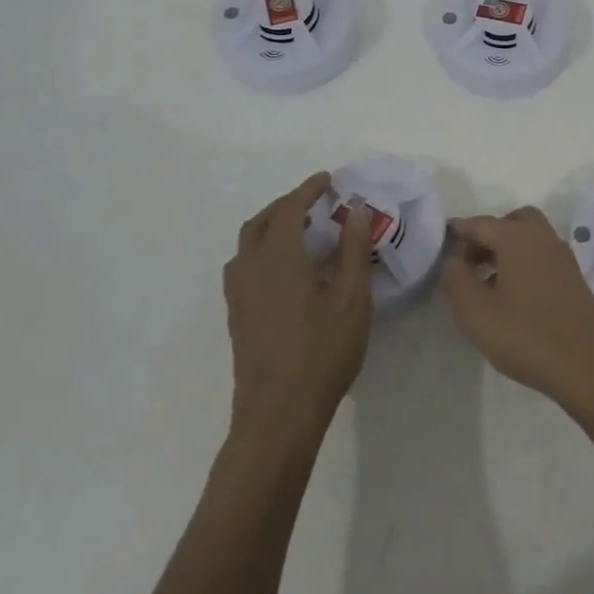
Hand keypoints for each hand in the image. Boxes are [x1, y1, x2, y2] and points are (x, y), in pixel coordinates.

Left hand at [223, 172, 373, 450]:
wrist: (278, 413)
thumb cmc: (322, 351)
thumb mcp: (351, 298)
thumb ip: (353, 250)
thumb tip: (356, 210)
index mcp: (279, 258)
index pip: (290, 209)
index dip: (308, 190)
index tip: (328, 180)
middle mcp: (251, 268)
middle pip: (262, 222)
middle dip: (287, 205)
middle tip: (315, 203)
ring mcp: (239, 294)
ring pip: (248, 245)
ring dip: (271, 227)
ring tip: (300, 232)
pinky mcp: (237, 316)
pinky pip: (245, 266)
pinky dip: (263, 251)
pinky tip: (286, 270)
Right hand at [439, 207, 593, 415]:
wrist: (588, 366)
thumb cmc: (526, 336)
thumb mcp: (476, 312)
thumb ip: (456, 278)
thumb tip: (453, 259)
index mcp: (518, 237)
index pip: (480, 223)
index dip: (459, 231)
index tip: (442, 243)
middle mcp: (543, 238)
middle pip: (511, 222)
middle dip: (488, 236)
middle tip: (470, 263)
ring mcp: (563, 257)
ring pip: (529, 238)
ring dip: (506, 250)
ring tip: (487, 283)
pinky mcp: (574, 278)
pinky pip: (542, 256)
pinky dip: (524, 262)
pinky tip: (514, 295)